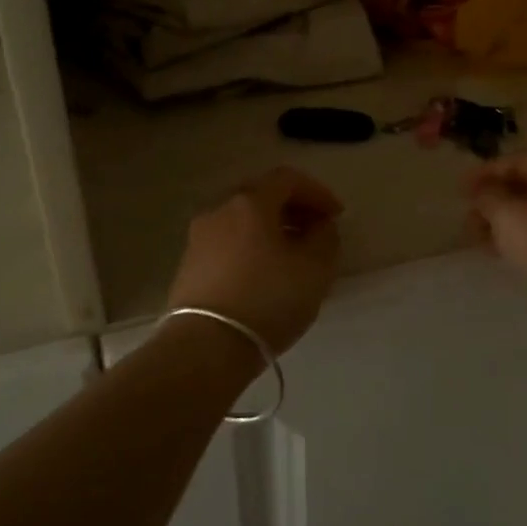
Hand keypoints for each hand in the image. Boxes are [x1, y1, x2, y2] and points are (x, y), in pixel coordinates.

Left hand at [167, 167, 343, 353]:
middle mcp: (220, 209)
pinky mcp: (189, 265)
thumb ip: (325, 238)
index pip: (288, 179)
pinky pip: (227, 242)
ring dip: (270, 228)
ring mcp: (199, 237)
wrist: (206, 346)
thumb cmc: (267, 300)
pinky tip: (263, 273)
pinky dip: (250, 246)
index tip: (337, 215)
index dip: (317, 192)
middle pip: (260, 195)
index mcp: (250, 202)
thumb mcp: (315, 269)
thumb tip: (319, 226)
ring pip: (241, 220)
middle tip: (315, 229)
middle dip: (292, 207)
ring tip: (292, 254)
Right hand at [465, 151, 526, 315]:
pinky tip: (511, 253)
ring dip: (509, 220)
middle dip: (495, 200)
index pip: (517, 160)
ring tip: (484, 241)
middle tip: (470, 220)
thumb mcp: (507, 217)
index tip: (460, 191)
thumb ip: (488, 197)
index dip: (485, 172)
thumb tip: (484, 192)